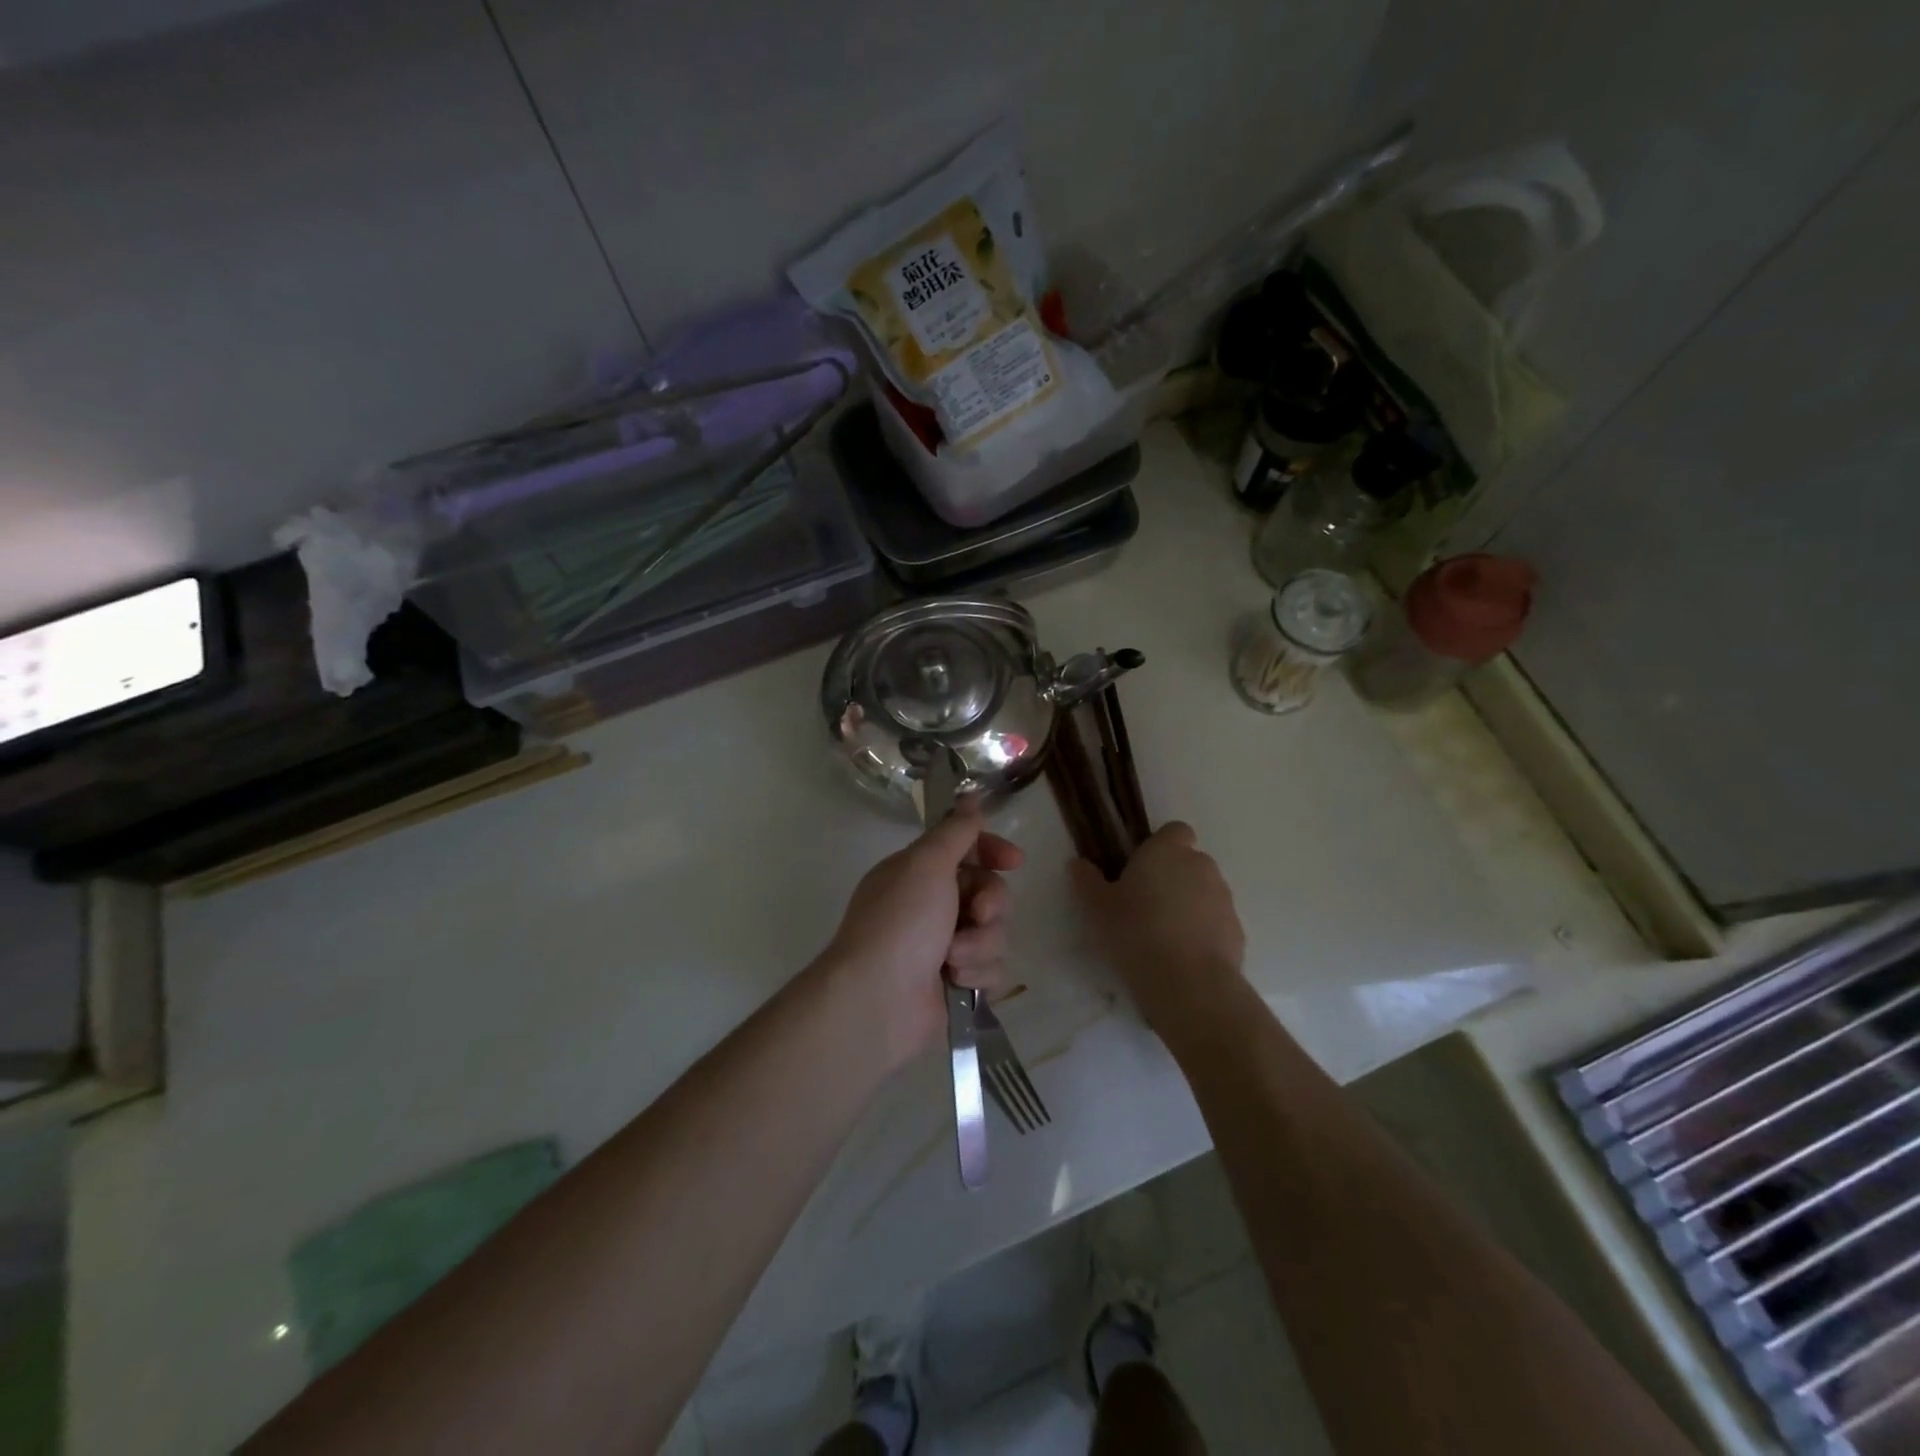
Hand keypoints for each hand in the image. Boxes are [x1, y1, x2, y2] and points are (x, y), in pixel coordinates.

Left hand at [820, 799, 1023, 1068]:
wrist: (878, 1001)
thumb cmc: (901, 923)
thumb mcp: (926, 864)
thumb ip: (955, 831)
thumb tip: (969, 797)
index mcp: (920, 873)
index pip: (968, 850)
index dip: (993, 852)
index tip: (1013, 860)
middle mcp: (933, 906)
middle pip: (990, 892)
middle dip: (990, 904)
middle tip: (976, 916)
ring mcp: (945, 946)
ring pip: (995, 932)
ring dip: (979, 945)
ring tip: (952, 960)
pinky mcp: (959, 983)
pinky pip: (992, 969)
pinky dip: (977, 974)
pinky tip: (956, 983)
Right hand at [1070, 821, 1244, 1027]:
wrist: (1190, 984)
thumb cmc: (1136, 933)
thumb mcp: (1097, 909)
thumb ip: (1087, 881)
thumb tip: (1078, 863)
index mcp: (1167, 851)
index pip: (1174, 831)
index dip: (1160, 845)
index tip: (1141, 868)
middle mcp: (1201, 866)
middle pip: (1189, 861)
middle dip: (1172, 876)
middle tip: (1145, 904)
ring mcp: (1223, 898)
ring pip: (1204, 891)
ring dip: (1188, 903)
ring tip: (1163, 934)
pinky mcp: (1237, 930)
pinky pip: (1215, 921)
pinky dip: (1202, 931)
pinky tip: (1182, 955)